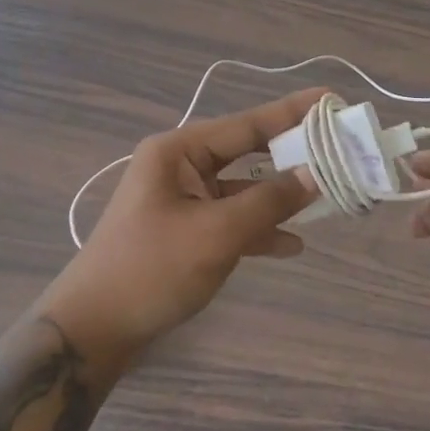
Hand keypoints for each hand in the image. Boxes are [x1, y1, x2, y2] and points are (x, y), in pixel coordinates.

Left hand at [38, 90, 321, 374]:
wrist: (92, 331)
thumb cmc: (151, 270)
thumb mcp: (216, 234)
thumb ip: (268, 201)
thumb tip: (313, 175)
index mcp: (179, 151)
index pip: (247, 123)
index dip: (292, 112)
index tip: (329, 98)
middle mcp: (181, 166)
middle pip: (248, 152)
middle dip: (291, 154)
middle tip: (337, 148)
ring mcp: (183, 199)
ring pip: (243, 188)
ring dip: (279, 196)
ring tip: (326, 196)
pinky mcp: (186, 230)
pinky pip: (231, 218)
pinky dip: (259, 228)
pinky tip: (291, 245)